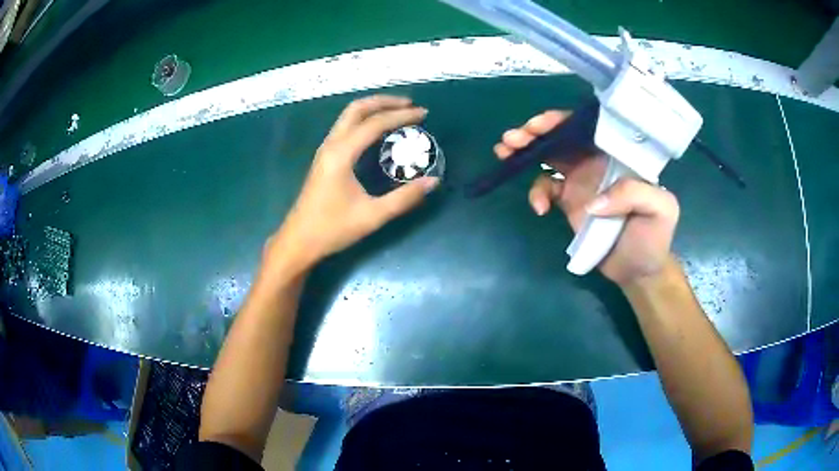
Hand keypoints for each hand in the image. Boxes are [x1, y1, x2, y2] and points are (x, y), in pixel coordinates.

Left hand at [264, 95, 438, 275]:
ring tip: (397, 112)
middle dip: (384, 101)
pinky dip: (364, 120)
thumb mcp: (372, 216)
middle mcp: (331, 145)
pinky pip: (345, 127)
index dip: (401, 116)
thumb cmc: (332, 229)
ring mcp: (325, 150)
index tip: (424, 114)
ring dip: (373, 108)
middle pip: (357, 109)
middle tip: (410, 105)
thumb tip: (433, 181)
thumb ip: (405, 198)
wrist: (299, 241)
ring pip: (348, 116)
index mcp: (342, 154)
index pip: (375, 124)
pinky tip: (378, 131)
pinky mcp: (324, 158)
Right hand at [494, 110, 679, 286]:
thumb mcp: (660, 210)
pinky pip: (545, 188)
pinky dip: (536, 193)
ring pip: (548, 157)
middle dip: (535, 132)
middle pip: (562, 138)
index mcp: (617, 156)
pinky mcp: (568, 202)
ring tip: (504, 153)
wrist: (639, 270)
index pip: (588, 128)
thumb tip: (591, 201)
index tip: (539, 125)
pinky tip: (538, 208)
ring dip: (525, 151)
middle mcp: (596, 162)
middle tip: (512, 138)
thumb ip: (633, 193)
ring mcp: (580, 182)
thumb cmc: (654, 236)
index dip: (561, 121)